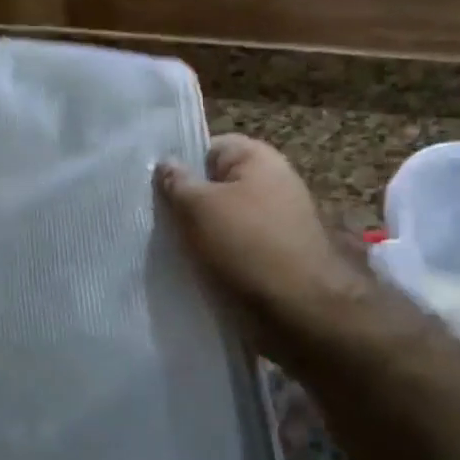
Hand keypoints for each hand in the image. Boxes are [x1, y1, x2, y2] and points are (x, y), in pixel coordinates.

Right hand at [157, 135, 374, 347]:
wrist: (303, 312)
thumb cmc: (247, 247)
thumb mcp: (198, 208)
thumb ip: (177, 182)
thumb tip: (166, 162)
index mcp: (258, 158)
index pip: (209, 148)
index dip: (181, 166)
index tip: (156, 190)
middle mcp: (274, 182)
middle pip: (217, 186)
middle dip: (189, 204)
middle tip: (161, 223)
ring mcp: (280, 221)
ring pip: (226, 220)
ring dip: (203, 235)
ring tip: (175, 252)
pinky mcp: (281, 256)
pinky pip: (240, 248)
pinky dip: (221, 258)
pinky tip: (200, 273)